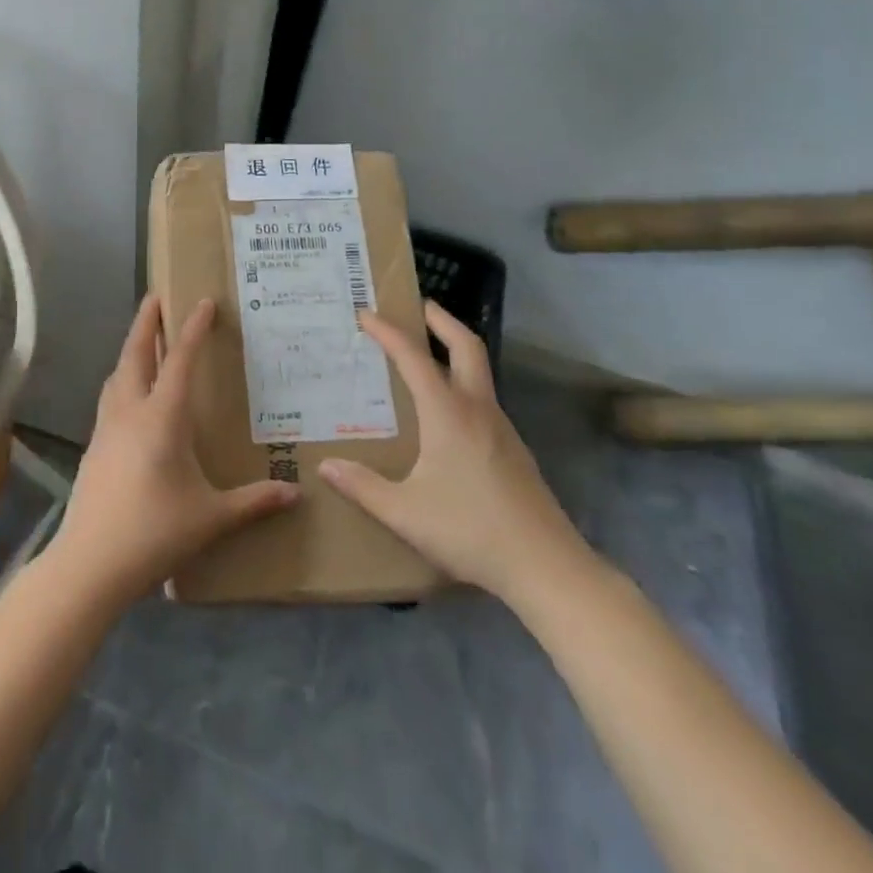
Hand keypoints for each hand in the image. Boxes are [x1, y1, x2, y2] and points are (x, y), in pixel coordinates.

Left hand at [47, 295, 298, 605]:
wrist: (91, 563)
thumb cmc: (155, 532)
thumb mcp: (211, 518)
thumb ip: (254, 502)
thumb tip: (296, 494)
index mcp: (161, 418)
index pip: (179, 360)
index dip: (193, 328)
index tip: (202, 301)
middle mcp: (130, 411)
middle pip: (135, 353)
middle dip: (146, 322)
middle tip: (156, 297)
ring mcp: (106, 427)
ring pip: (117, 374)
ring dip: (130, 349)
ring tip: (143, 340)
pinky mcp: (94, 446)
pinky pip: (110, 398)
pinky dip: (122, 380)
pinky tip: (130, 396)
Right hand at [318, 302, 595, 607]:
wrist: (547, 567)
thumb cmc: (471, 531)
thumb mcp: (405, 513)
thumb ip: (363, 487)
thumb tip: (325, 466)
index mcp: (448, 413)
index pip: (413, 357)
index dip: (388, 332)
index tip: (366, 313)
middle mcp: (477, 409)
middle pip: (466, 346)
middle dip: (441, 320)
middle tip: (419, 305)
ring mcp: (501, 428)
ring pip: (480, 371)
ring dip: (455, 350)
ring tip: (427, 354)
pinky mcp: (514, 449)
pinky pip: (484, 399)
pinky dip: (463, 383)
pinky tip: (448, 411)